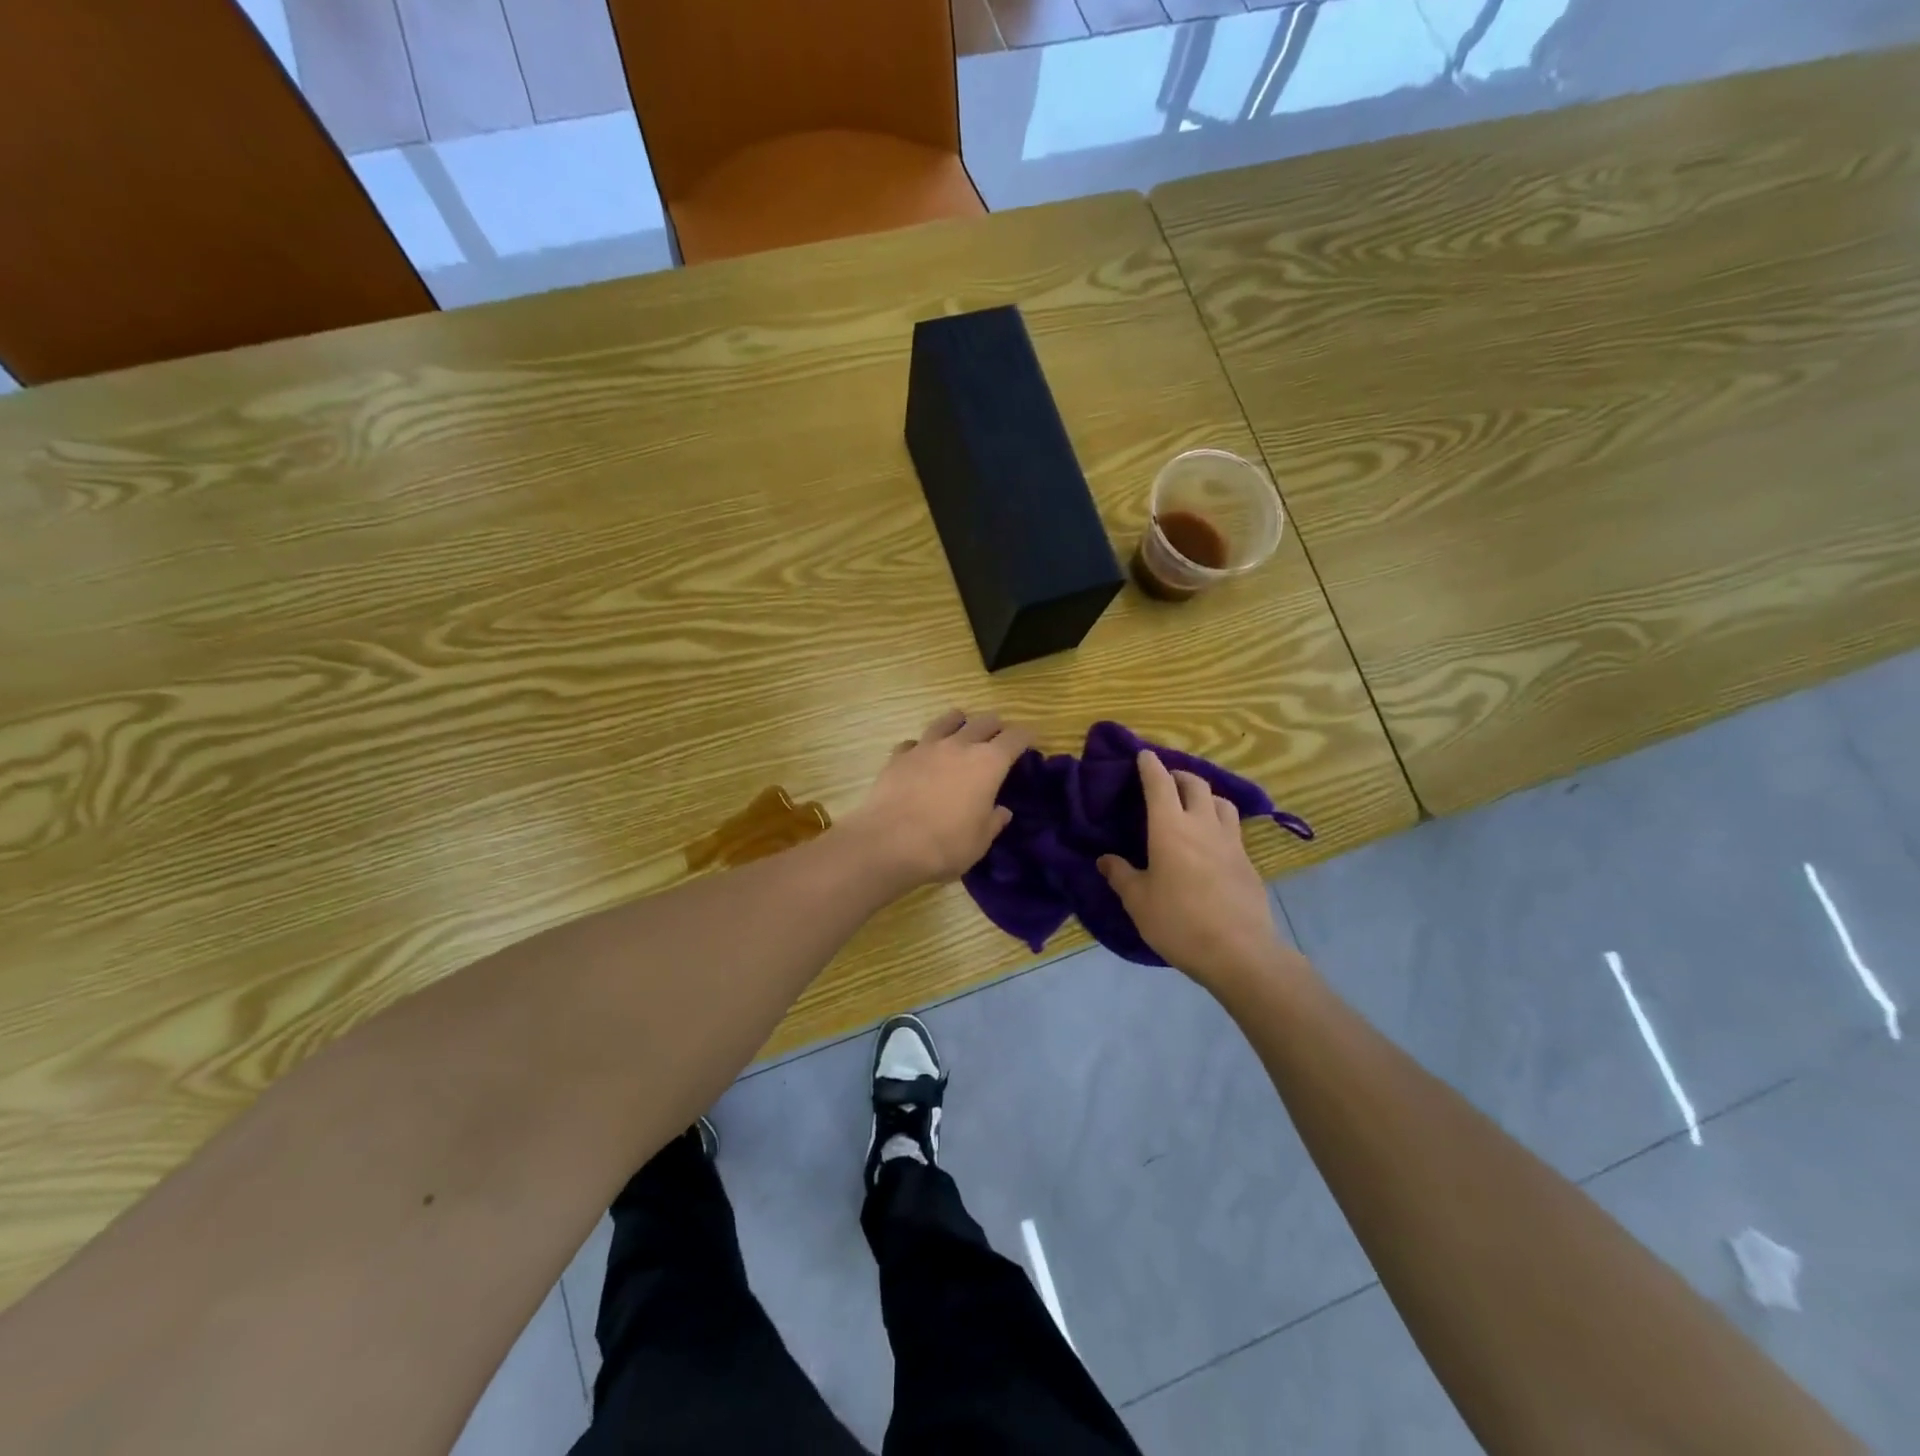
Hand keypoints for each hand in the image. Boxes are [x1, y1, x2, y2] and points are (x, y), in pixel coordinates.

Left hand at [842, 709, 1033, 892]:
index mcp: (988, 763)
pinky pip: (914, 742)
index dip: (1027, 736)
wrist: (889, 843)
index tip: (1031, 741)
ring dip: (959, 722)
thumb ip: (994, 821)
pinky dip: (922, 746)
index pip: (1015, 737)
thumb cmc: (946, 845)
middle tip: (999, 737)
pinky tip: (920, 756)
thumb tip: (1001, 811)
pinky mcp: (898, 756)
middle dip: (996, 726)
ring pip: (947, 720)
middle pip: (984, 721)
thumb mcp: (980, 841)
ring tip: (961, 729)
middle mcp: (959, 745)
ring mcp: (926, 747)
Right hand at [1098, 750, 1290, 992]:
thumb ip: (1121, 876)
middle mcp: (1202, 825)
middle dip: (1179, 775)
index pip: (1160, 784)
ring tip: (1194, 805)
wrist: (1239, 952)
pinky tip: (1213, 840)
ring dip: (1205, 795)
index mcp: (1170, 828)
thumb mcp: (1138, 902)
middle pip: (1195, 784)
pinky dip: (1219, 821)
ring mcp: (1230, 841)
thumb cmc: (1179, 922)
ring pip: (1221, 801)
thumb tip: (1105, 859)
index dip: (1150, 766)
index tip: (1144, 755)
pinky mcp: (1248, 861)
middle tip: (1167, 782)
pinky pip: (1233, 827)